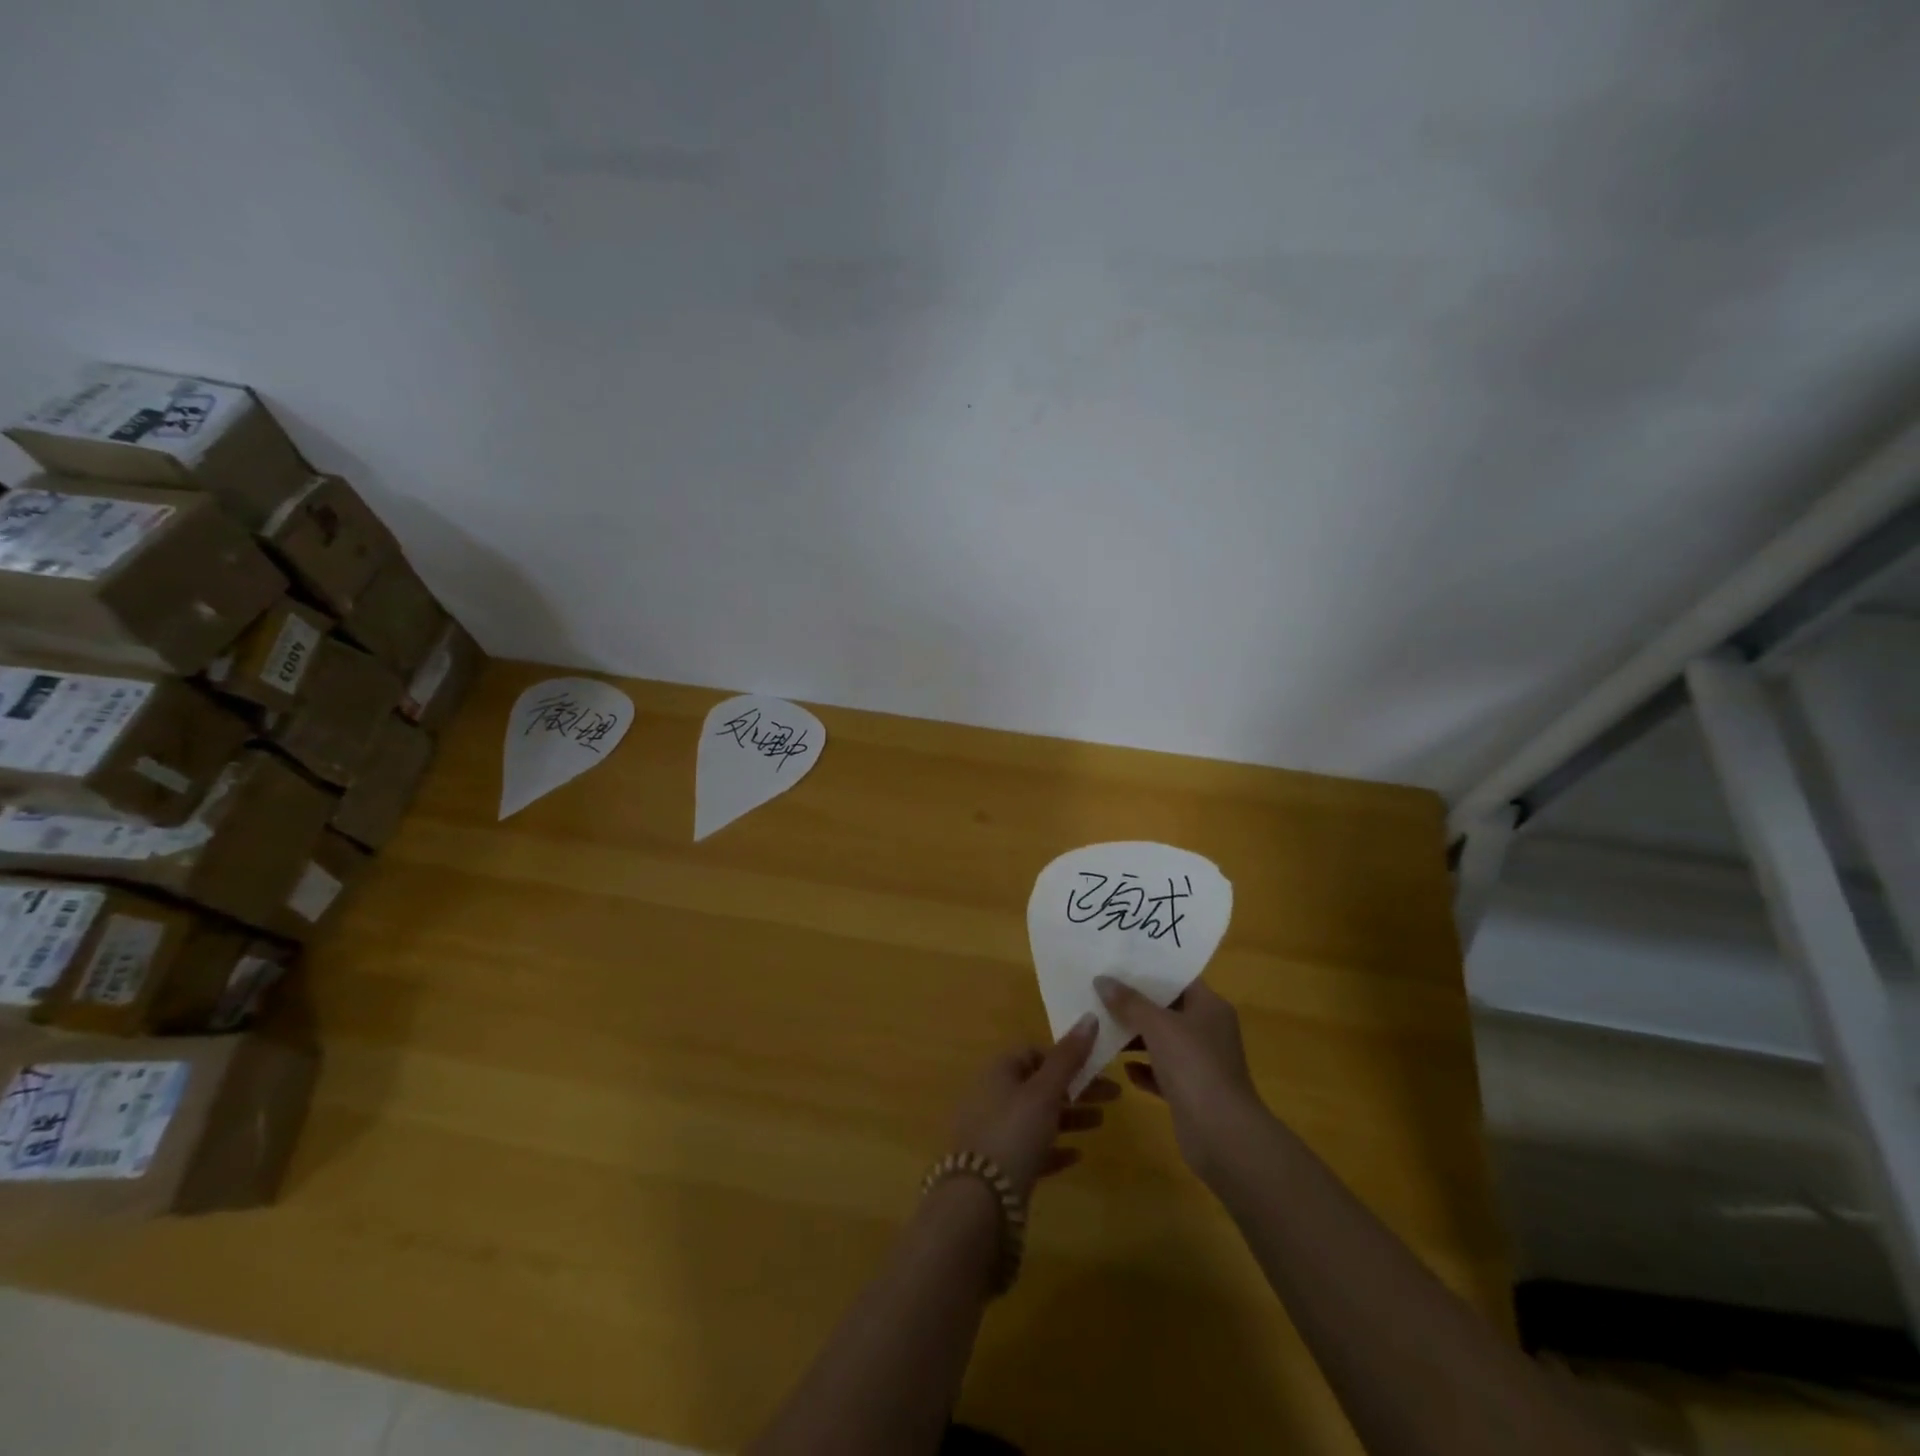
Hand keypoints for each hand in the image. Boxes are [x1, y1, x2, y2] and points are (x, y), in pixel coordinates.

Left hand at [949, 1014, 1120, 1198]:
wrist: (980, 1201)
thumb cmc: (1014, 1132)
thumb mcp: (1045, 1091)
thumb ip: (1068, 1057)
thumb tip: (1089, 1016)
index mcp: (998, 1071)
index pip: (1032, 1052)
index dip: (1063, 1056)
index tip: (1093, 1066)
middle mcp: (992, 1096)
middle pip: (1039, 1084)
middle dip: (1075, 1088)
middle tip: (1113, 1096)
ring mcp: (993, 1132)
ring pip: (1037, 1116)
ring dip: (1069, 1117)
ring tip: (1101, 1123)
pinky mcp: (999, 1166)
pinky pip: (1031, 1149)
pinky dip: (1053, 1148)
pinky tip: (1076, 1156)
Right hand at [1095, 977, 1266, 1180]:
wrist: (1222, 1135)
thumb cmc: (1193, 1066)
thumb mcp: (1157, 1025)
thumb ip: (1128, 1001)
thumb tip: (1102, 979)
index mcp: (1210, 1007)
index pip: (1178, 979)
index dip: (1149, 971)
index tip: (1117, 964)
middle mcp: (1208, 1030)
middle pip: (1168, 1009)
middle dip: (1136, 1004)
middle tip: (1101, 994)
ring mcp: (1201, 1063)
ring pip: (1163, 1042)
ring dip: (1136, 1038)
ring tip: (1102, 1028)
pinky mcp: (1191, 1092)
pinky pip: (1162, 1073)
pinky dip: (1144, 1070)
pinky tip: (1124, 1070)